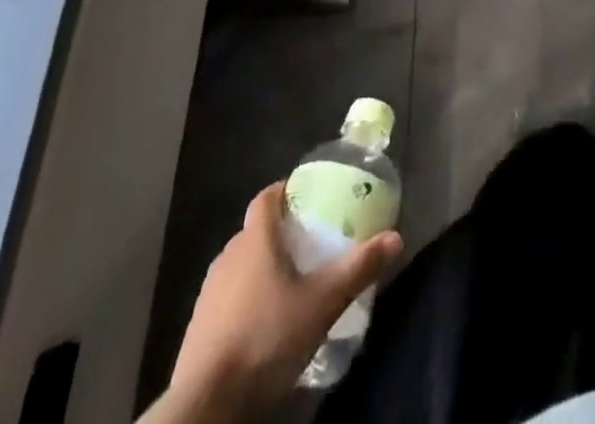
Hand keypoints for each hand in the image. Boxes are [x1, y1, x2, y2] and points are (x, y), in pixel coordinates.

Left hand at [157, 182, 402, 422]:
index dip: (285, 191)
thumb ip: (358, 268)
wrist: (206, 404)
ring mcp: (208, 292)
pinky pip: (228, 296)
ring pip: (241, 264)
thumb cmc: (266, 337)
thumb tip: (396, 237)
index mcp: (255, 239)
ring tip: (292, 284)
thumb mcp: (322, 303)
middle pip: (255, 230)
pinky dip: (248, 298)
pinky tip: (266, 322)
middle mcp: (228, 256)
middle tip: (311, 244)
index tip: (307, 197)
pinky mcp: (198, 326)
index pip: (266, 197)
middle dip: (281, 232)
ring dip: (263, 267)